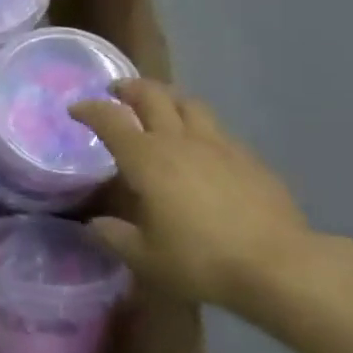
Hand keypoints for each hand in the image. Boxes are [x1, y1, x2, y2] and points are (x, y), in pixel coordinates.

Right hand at [70, 80, 320, 309]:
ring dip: (168, 99)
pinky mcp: (247, 157)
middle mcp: (179, 140)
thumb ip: (114, 236)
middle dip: (129, 89)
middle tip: (116, 92)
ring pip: (189, 103)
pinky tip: (201, 146)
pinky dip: (198, 126)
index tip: (75, 109)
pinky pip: (216, 128)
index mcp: (146, 159)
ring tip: (160, 108)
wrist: (277, 264)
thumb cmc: (200, 259)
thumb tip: (95, 224)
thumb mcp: (144, 257)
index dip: (89, 109)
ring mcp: (218, 144)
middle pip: (152, 96)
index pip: (110, 119)